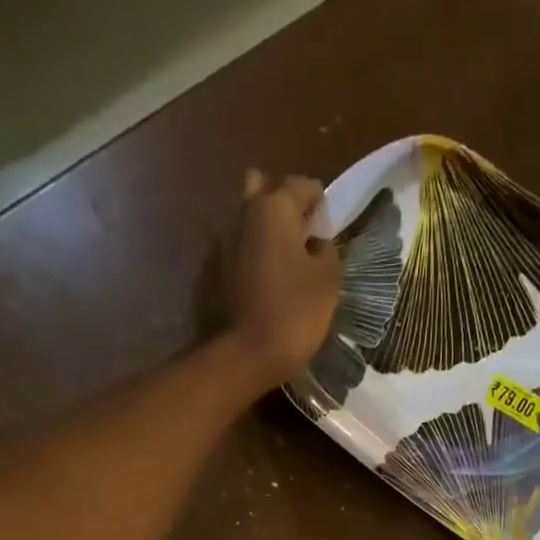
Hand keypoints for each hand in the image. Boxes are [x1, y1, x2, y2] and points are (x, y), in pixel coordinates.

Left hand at [227, 170, 341, 383]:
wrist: (246, 354)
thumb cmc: (294, 312)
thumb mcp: (327, 279)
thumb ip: (326, 251)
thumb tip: (315, 243)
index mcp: (274, 207)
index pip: (303, 185)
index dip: (319, 206)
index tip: (326, 234)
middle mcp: (242, 213)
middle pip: (262, 187)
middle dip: (281, 202)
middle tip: (298, 235)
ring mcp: (222, 242)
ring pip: (245, 219)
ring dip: (262, 231)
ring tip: (281, 262)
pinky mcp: (212, 271)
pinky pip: (235, 250)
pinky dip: (249, 256)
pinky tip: (262, 281)